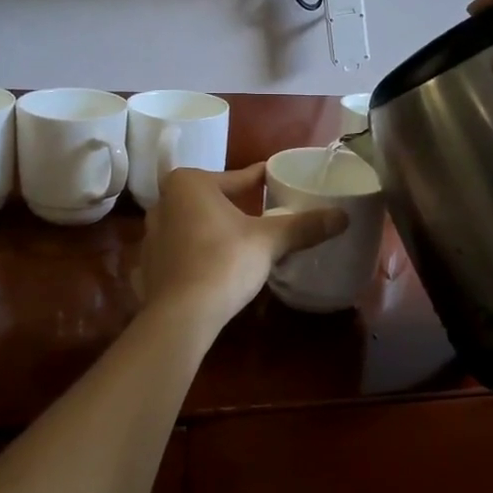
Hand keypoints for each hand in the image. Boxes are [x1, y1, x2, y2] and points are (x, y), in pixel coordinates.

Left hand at [136, 166, 348, 330]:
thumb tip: (343, 216)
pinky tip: (215, 265)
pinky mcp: (149, 265)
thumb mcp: (269, 241)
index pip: (235, 177)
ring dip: (214, 228)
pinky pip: (181, 250)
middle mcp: (164, 202)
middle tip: (262, 211)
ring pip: (193, 224)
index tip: (275, 179)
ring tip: (241, 238)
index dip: (258, 179)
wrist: (181, 316)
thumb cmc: (223, 262)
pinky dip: (198, 253)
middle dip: (233, 204)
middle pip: (210, 198)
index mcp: (188, 184)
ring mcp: (151, 235)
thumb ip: (304, 226)